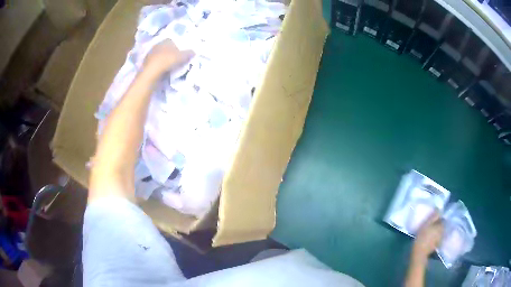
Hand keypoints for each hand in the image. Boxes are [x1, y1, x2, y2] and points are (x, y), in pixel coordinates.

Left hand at [143, 39, 194, 77]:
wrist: (151, 73)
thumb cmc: (167, 61)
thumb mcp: (182, 56)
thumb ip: (189, 53)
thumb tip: (194, 51)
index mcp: (166, 40)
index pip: (173, 41)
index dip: (178, 46)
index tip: (182, 53)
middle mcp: (157, 45)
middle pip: (167, 48)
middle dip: (171, 53)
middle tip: (178, 60)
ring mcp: (151, 54)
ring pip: (161, 56)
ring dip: (165, 60)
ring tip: (171, 67)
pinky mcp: (147, 63)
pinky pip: (157, 63)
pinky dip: (160, 66)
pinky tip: (164, 71)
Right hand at [412, 211, 443, 262]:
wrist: (419, 254)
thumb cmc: (422, 237)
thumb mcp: (426, 224)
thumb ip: (434, 216)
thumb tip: (440, 208)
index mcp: (441, 225)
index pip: (443, 218)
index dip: (439, 217)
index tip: (435, 218)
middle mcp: (443, 231)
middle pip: (442, 225)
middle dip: (439, 224)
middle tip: (432, 224)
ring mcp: (440, 239)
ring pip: (440, 232)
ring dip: (437, 231)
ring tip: (431, 231)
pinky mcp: (436, 245)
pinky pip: (437, 238)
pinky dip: (435, 237)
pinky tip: (431, 238)